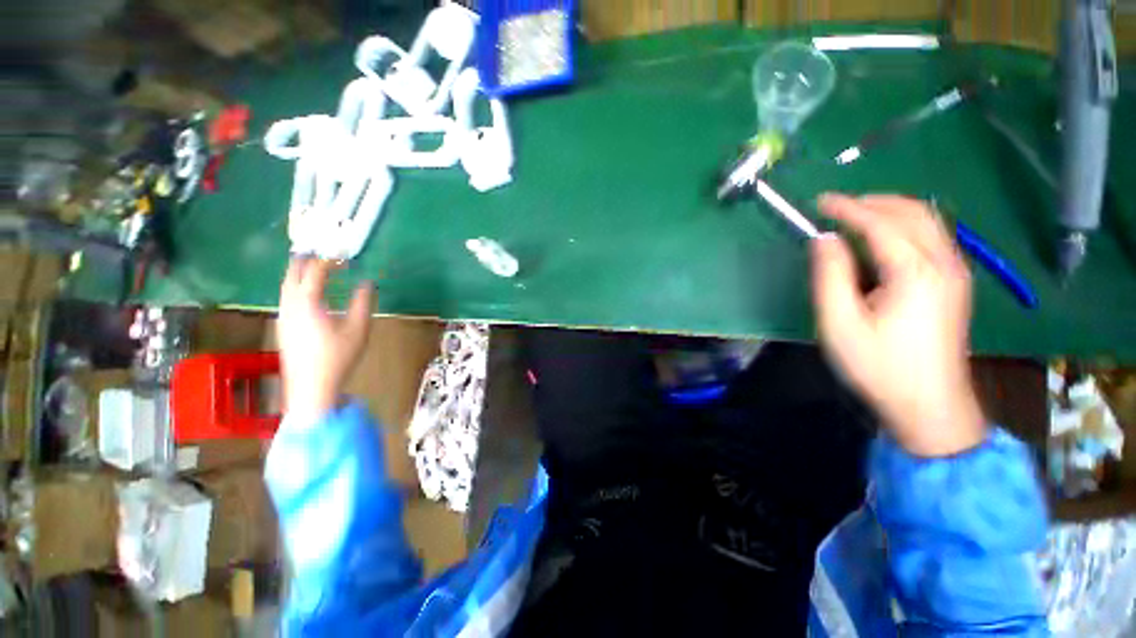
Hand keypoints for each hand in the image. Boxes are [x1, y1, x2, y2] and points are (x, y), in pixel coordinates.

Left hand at [277, 258, 373, 419]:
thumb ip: (363, 302)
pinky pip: (286, 297)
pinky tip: (307, 294)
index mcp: (308, 302)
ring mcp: (283, 316)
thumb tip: (367, 283)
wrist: (312, 387)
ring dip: (298, 273)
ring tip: (312, 267)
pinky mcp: (283, 326)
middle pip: (292, 274)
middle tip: (319, 252)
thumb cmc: (338, 356)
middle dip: (305, 261)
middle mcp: (290, 305)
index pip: (315, 272)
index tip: (342, 255)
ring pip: (286, 286)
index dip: (328, 260)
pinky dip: (296, 287)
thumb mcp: (358, 328)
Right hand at [810, 194, 985, 456]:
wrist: (930, 405)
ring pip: (927, 221)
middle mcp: (943, 264)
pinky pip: (933, 237)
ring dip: (890, 210)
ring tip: (855, 217)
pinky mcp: (956, 283)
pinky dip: (905, 226)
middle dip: (873, 202)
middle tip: (837, 206)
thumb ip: (831, 276)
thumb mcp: (840, 324)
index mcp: (915, 273)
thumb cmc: (879, 367)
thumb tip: (823, 240)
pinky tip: (883, 239)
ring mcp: (955, 272)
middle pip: (913, 212)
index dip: (848, 208)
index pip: (880, 223)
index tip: (820, 201)